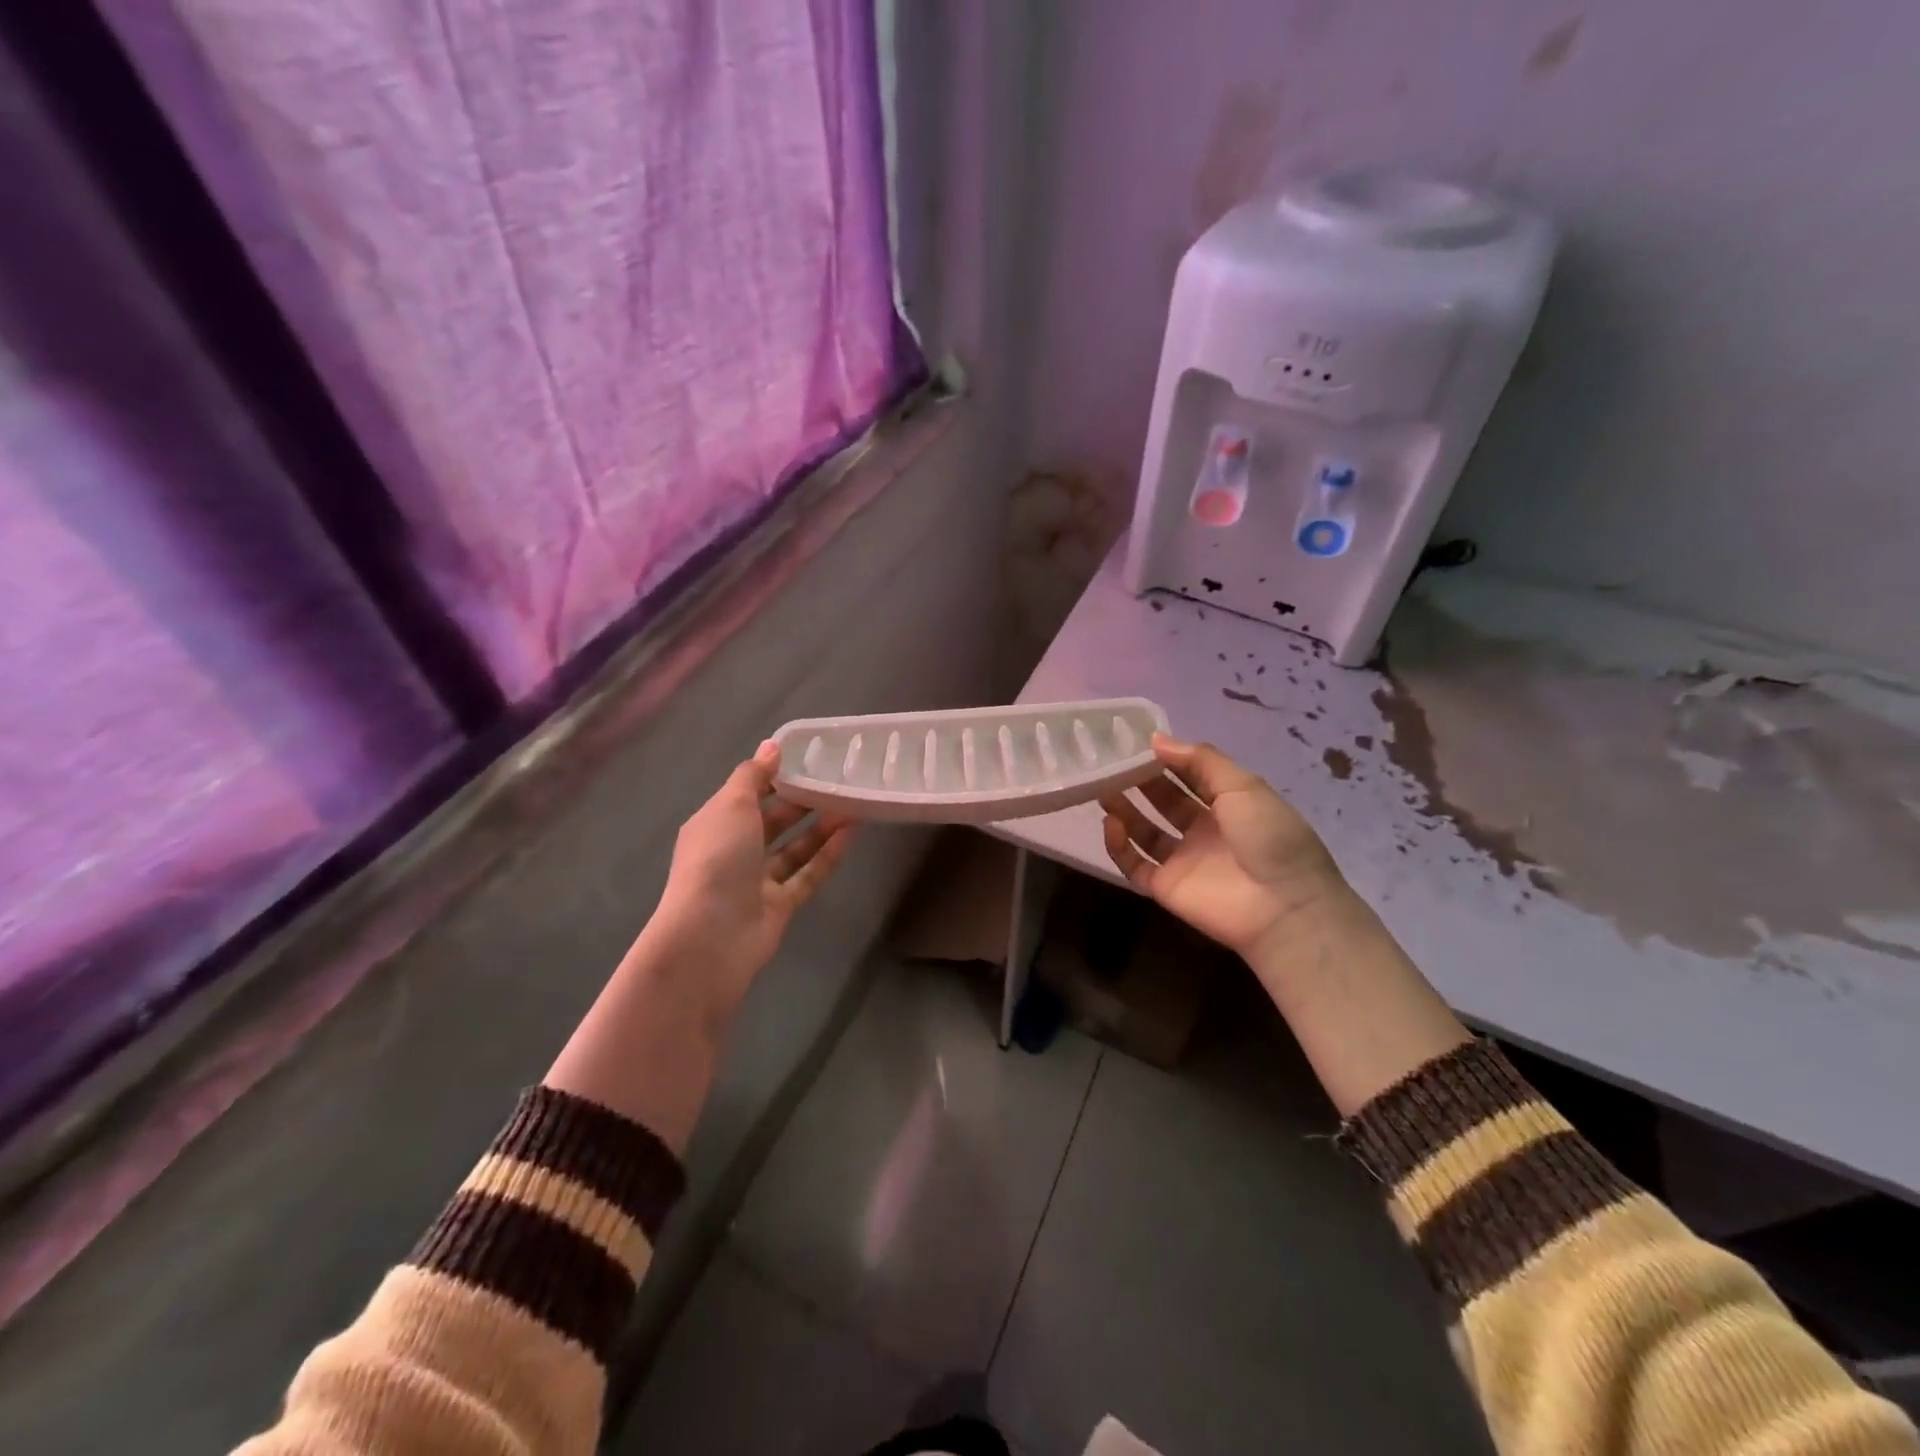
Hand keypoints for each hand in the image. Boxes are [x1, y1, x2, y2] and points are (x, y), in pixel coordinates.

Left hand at [637, 740, 854, 1023]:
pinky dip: (828, 855)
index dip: (774, 775)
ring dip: (820, 827)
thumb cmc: (717, 860)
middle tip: (838, 780)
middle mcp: (733, 852)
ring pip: (794, 849)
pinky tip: (851, 833)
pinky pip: (807, 874)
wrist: (709, 938)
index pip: (746, 794)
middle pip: (772, 821)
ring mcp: (757, 882)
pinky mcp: (780, 906)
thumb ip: (753, 775)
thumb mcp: (731, 806)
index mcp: (714, 824)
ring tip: (852, 803)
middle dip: (801, 801)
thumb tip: (772, 745)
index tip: (808, 757)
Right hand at [1099, 735, 1343, 961]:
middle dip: (1141, 783)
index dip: (1167, 760)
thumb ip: (1200, 761)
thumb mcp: (1243, 786)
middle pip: (1165, 802)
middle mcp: (1204, 831)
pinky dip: (1119, 846)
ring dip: (1125, 811)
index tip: (1138, 744)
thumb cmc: (1268, 837)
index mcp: (1229, 805)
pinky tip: (1111, 824)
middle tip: (1113, 765)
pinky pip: (1135, 865)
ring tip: (1103, 790)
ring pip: (1145, 833)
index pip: (1190, 776)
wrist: (1283, 907)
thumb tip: (1156, 739)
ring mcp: (1184, 860)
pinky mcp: (1166, 887)